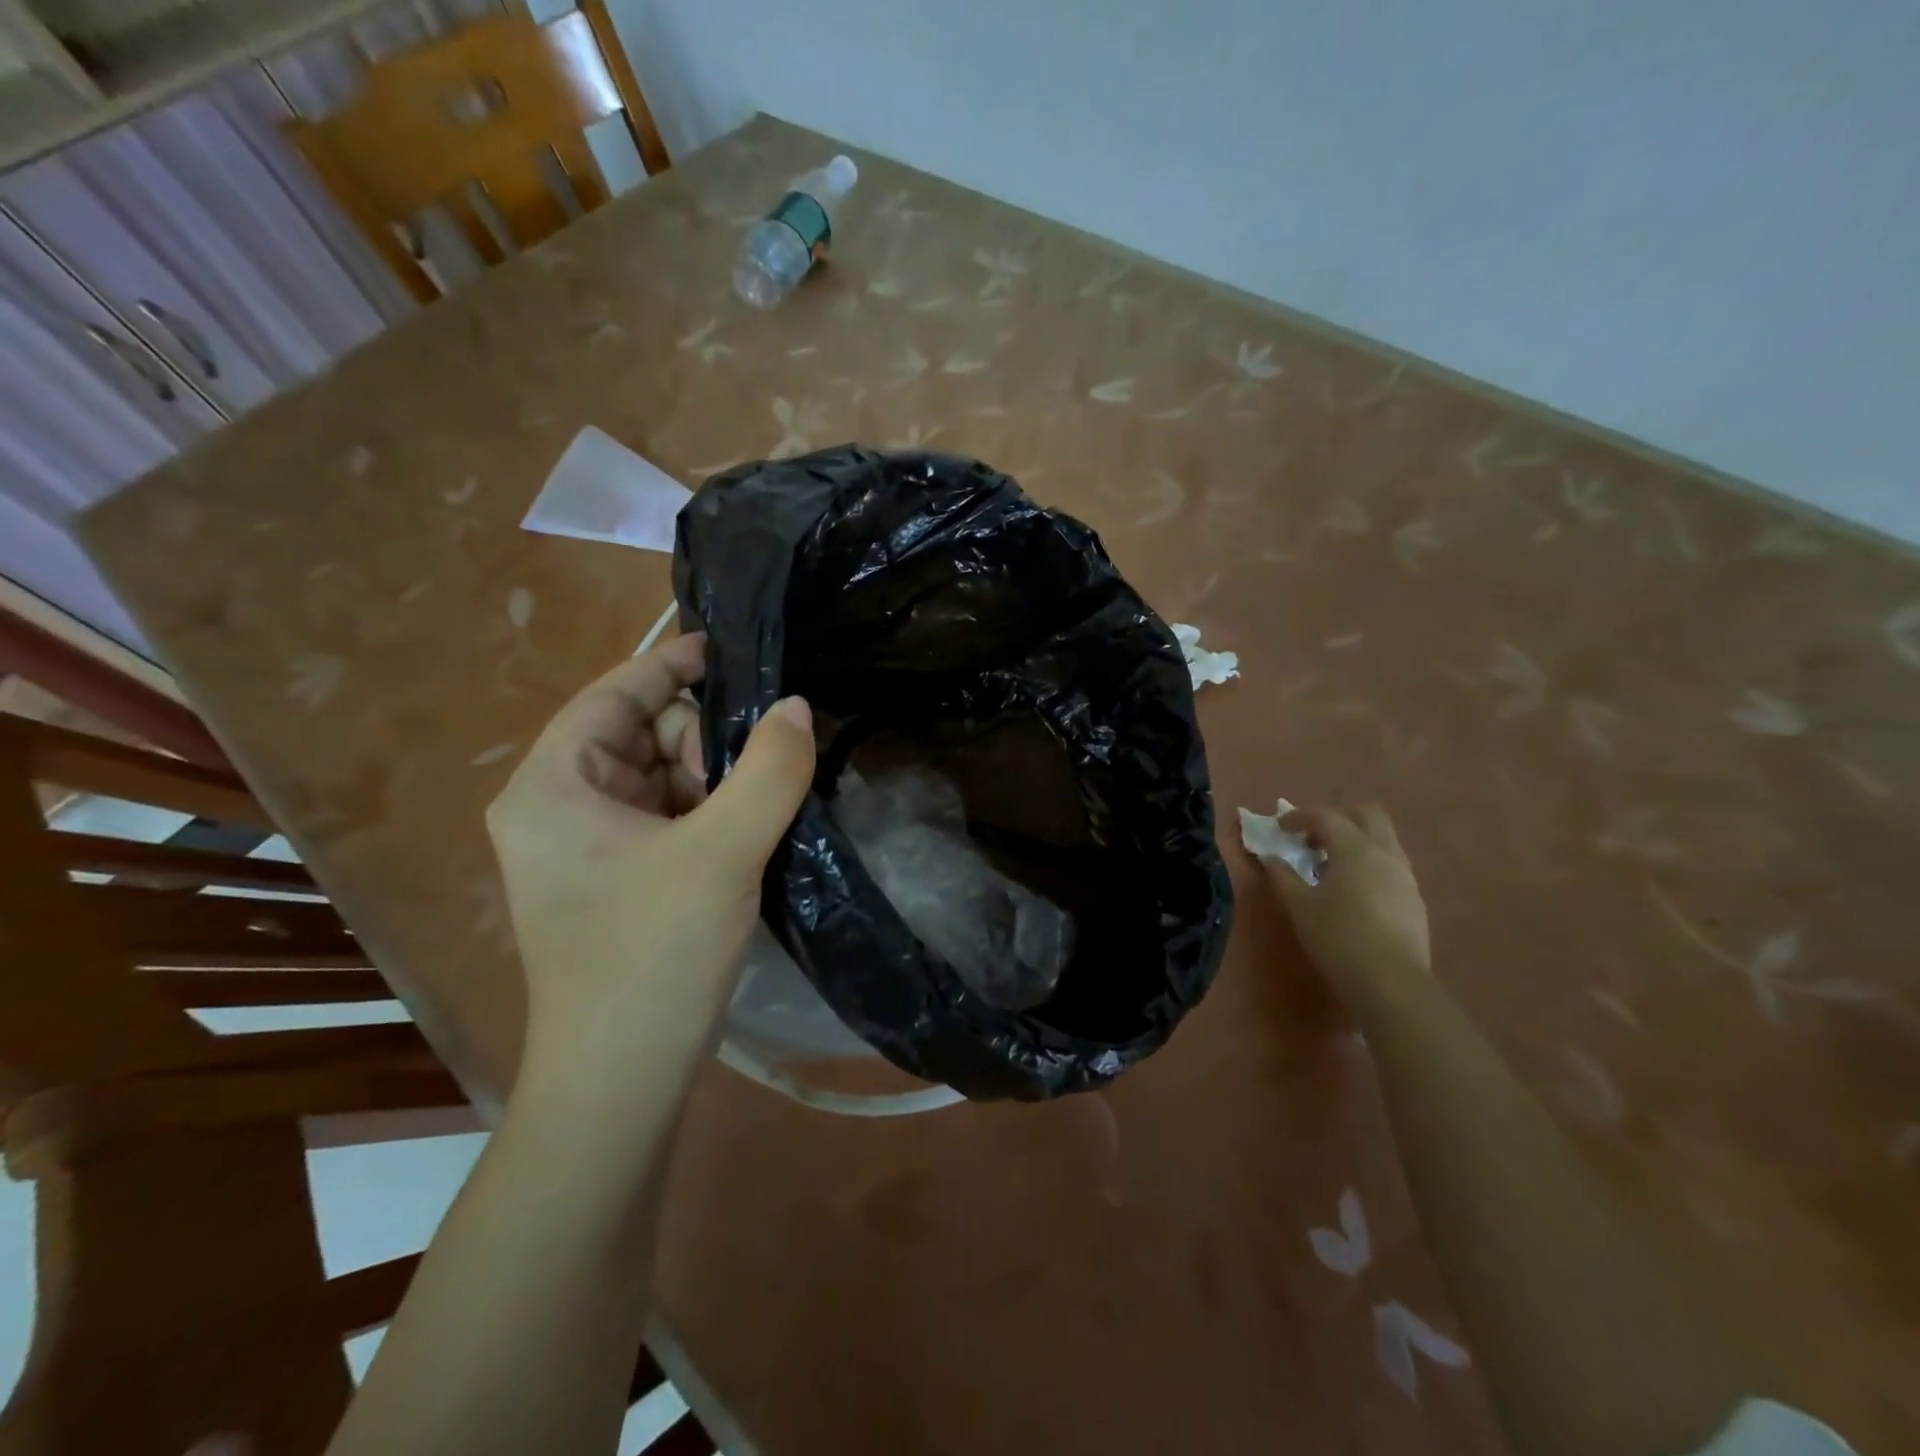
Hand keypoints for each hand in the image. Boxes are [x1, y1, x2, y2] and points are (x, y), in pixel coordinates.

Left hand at [486, 633, 814, 1089]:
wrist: (622, 1079)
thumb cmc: (653, 956)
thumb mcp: (723, 852)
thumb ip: (769, 770)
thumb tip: (797, 707)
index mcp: (551, 786)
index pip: (613, 693)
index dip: (672, 664)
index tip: (734, 650)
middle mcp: (557, 806)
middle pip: (642, 732)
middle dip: (702, 740)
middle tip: (754, 774)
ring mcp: (586, 845)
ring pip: (661, 774)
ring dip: (713, 778)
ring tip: (753, 812)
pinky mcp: (616, 876)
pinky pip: (668, 814)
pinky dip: (709, 810)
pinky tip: (746, 831)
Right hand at [1263, 805, 1430, 1004]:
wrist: (1390, 981)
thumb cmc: (1338, 935)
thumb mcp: (1299, 905)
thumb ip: (1282, 876)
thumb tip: (1270, 858)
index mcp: (1355, 848)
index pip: (1326, 816)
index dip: (1299, 817)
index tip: (1280, 827)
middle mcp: (1385, 853)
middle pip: (1367, 815)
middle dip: (1338, 819)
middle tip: (1313, 839)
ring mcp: (1405, 876)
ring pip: (1383, 840)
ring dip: (1356, 842)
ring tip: (1330, 867)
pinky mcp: (1414, 899)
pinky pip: (1390, 866)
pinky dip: (1369, 865)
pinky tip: (1352, 892)